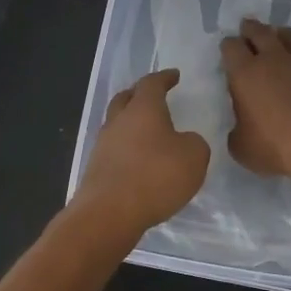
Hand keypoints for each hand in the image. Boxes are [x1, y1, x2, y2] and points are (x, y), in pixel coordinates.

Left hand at [74, 70, 211, 235]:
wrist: (109, 213)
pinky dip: (126, 148)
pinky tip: (138, 161)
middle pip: (125, 99)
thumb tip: (184, 141)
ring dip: (131, 124)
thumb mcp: (194, 157)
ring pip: (117, 124)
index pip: (152, 83)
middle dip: (139, 94)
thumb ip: (194, 143)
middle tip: (154, 97)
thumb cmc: (156, 176)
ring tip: (148, 132)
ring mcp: (103, 145)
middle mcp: (118, 121)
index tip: (174, 76)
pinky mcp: (96, 169)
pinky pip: (114, 149)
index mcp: (143, 109)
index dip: (164, 78)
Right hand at [221, 17, 290, 179]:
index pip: (231, 47)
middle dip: (251, 29)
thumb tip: (241, 128)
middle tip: (247, 28)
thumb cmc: (278, 148)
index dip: (228, 46)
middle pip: (260, 32)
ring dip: (282, 34)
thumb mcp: (242, 148)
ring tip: (280, 36)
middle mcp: (274, 60)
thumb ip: (238, 132)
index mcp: (246, 74)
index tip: (228, 48)